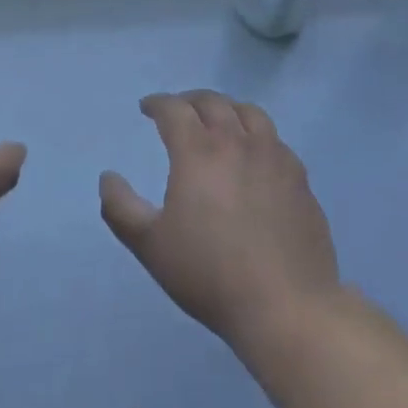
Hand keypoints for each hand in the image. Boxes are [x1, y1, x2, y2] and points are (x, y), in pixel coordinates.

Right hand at [100, 91, 339, 348]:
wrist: (286, 307)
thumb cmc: (210, 274)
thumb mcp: (150, 245)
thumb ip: (121, 208)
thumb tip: (108, 177)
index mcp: (198, 151)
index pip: (174, 109)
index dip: (157, 103)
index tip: (147, 108)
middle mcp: (237, 142)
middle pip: (212, 102)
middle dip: (190, 100)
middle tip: (179, 110)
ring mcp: (274, 157)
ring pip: (250, 113)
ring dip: (228, 109)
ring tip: (219, 121)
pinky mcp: (300, 179)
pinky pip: (276, 141)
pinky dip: (258, 136)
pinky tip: (255, 155)